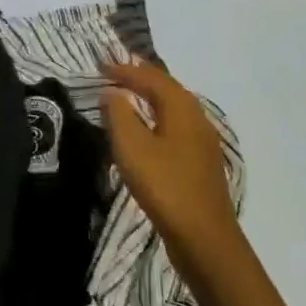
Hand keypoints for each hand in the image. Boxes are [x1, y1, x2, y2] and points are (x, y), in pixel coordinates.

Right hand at [101, 58, 237, 248]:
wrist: (205, 239)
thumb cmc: (165, 185)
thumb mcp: (131, 146)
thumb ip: (119, 114)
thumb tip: (112, 93)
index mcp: (182, 109)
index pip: (152, 78)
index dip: (126, 69)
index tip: (100, 66)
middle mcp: (197, 119)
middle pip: (168, 89)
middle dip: (141, 78)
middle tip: (114, 74)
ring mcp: (203, 143)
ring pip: (174, 109)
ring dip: (150, 98)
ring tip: (127, 96)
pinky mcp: (200, 164)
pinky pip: (175, 128)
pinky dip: (157, 119)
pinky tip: (146, 131)